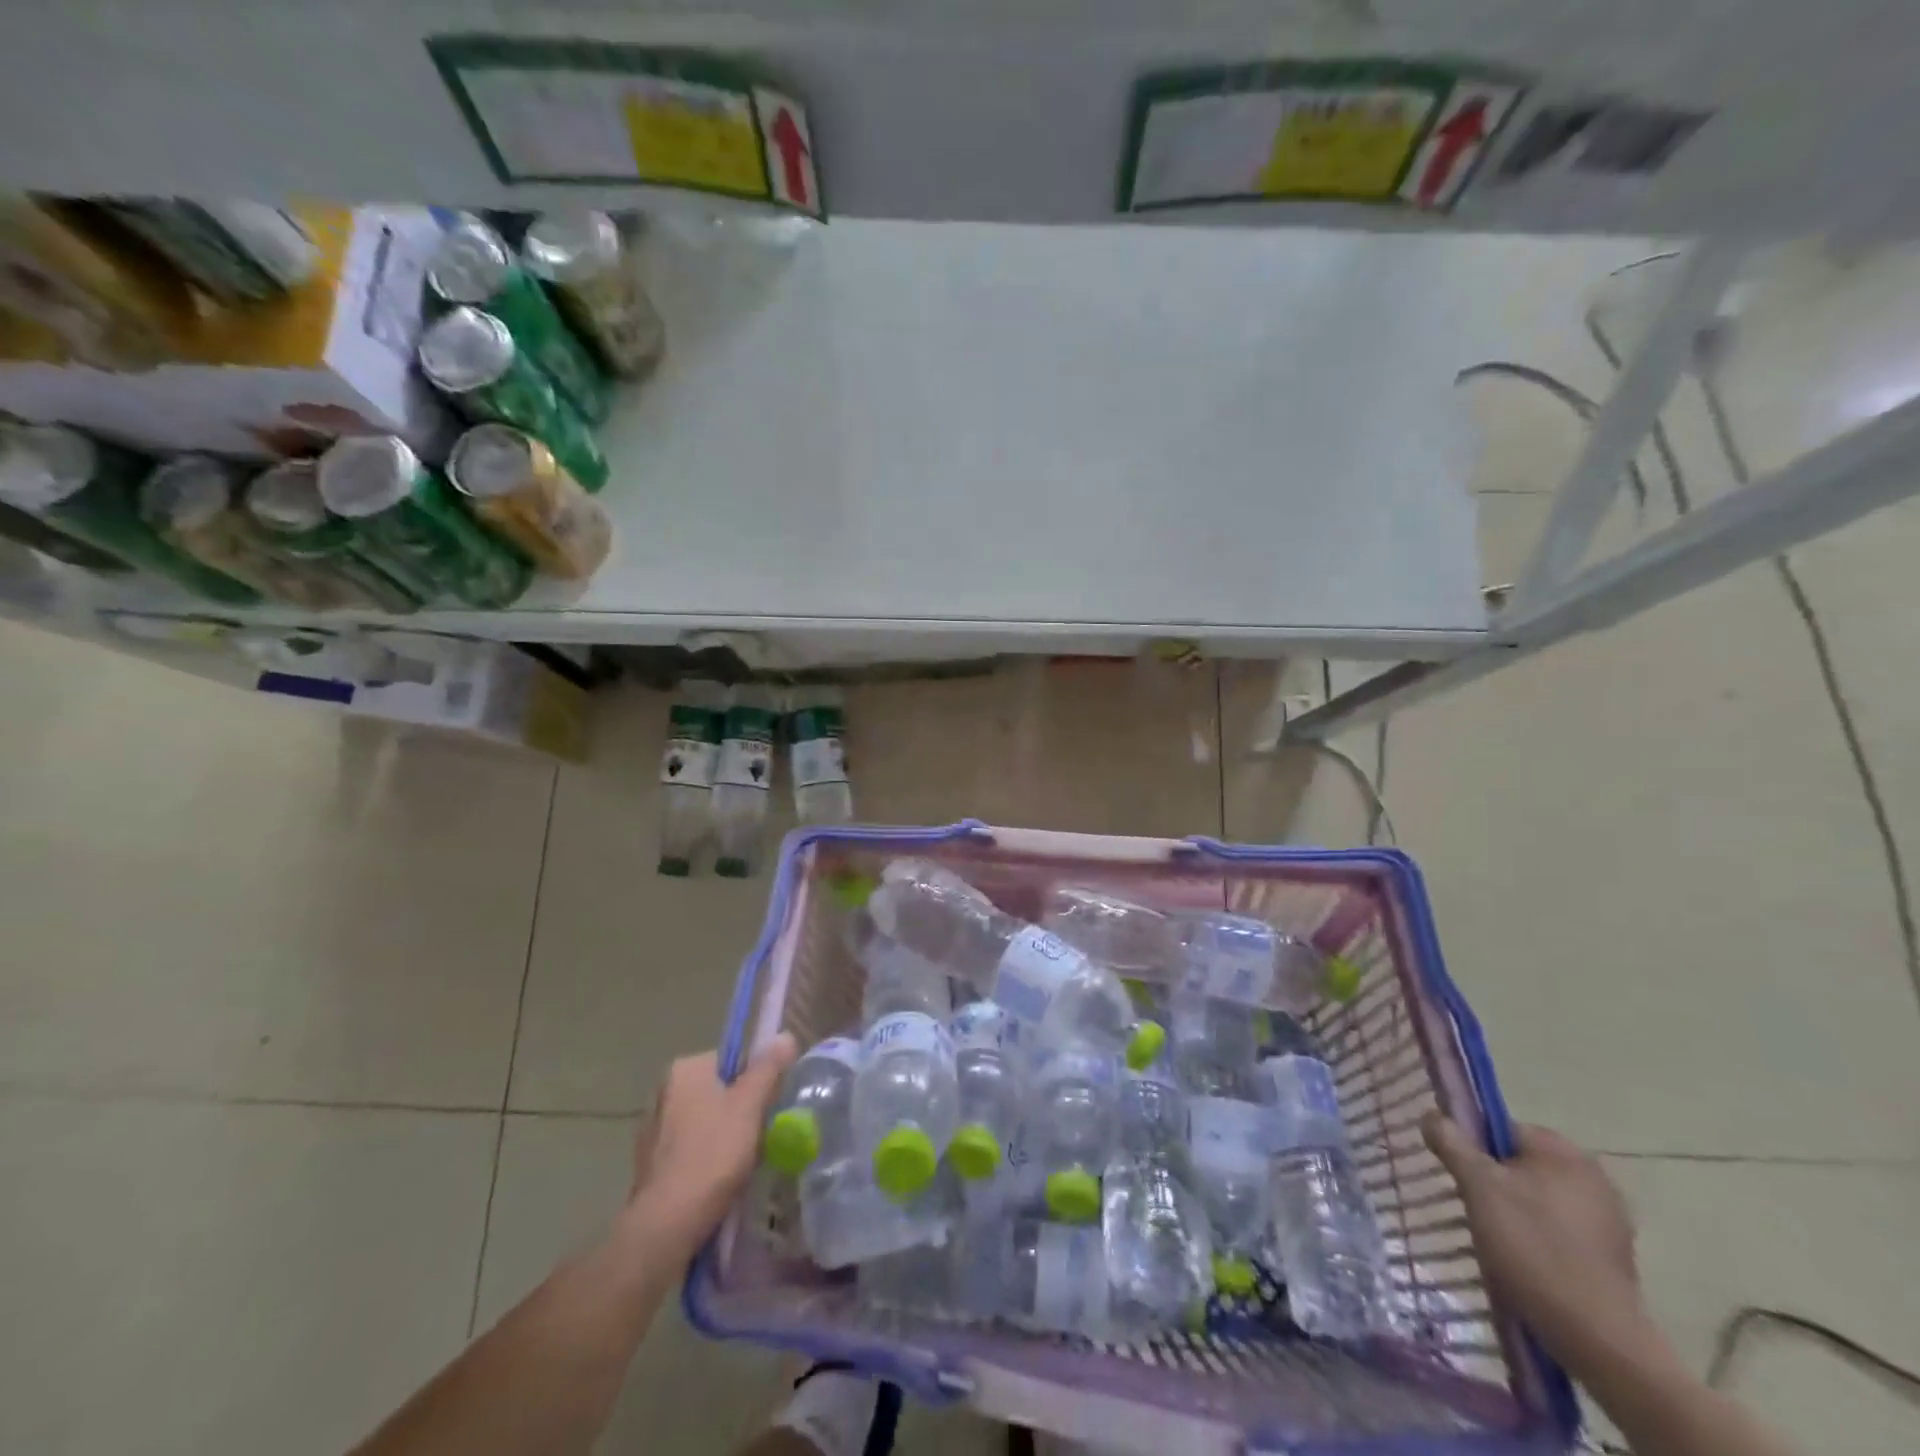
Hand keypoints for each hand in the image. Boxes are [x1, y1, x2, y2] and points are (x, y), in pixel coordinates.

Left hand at [626, 1036, 797, 1252]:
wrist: (666, 1225)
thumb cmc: (713, 1155)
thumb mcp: (750, 1105)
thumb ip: (769, 1067)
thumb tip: (785, 1036)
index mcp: (686, 1069)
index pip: (734, 1060)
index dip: (758, 1081)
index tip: (769, 1107)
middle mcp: (664, 1090)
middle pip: (720, 1090)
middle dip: (742, 1111)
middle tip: (760, 1137)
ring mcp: (653, 1128)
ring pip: (706, 1121)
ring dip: (725, 1136)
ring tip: (742, 1163)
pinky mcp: (650, 1162)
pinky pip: (690, 1148)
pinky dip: (706, 1158)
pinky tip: (718, 1181)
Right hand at [1422, 1114, 1647, 1372]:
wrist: (1596, 1336)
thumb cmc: (1532, 1246)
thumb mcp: (1478, 1186)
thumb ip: (1452, 1143)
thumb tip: (1432, 1114)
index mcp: (1564, 1152)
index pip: (1502, 1128)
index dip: (1473, 1147)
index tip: (1460, 1175)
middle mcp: (1594, 1176)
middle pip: (1522, 1163)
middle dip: (1495, 1180)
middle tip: (1474, 1206)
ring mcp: (1609, 1218)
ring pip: (1541, 1197)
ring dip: (1517, 1209)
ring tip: (1496, 1237)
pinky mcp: (1613, 1255)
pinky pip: (1562, 1228)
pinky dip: (1541, 1236)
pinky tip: (1526, 1259)